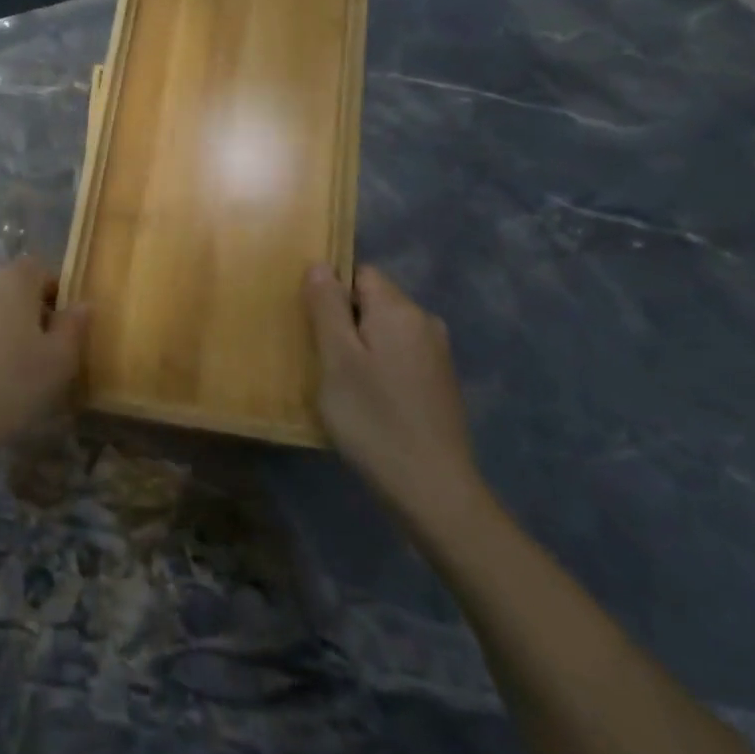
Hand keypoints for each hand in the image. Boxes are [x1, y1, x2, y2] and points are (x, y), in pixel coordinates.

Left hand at [0, 256, 88, 478]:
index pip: (39, 268)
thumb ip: (74, 327)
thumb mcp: (59, 361)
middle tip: (43, 352)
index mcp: (12, 280)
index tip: (64, 327)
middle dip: (30, 312)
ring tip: (13, 371)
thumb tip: (82, 304)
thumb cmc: (9, 385)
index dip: (56, 292)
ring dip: (3, 329)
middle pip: (12, 287)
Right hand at [305, 263, 484, 535]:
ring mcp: (437, 354)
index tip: (313, 326)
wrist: (433, 489)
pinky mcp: (440, 382)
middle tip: (321, 358)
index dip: (332, 292)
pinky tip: (368, 400)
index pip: (360, 273)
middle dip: (345, 320)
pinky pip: (400, 354)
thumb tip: (321, 264)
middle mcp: (425, 322)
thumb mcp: (336, 360)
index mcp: (399, 310)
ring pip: (386, 330)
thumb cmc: (374, 419)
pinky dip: (379, 366)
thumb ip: (327, 307)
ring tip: (340, 382)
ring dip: (360, 346)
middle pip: (374, 300)